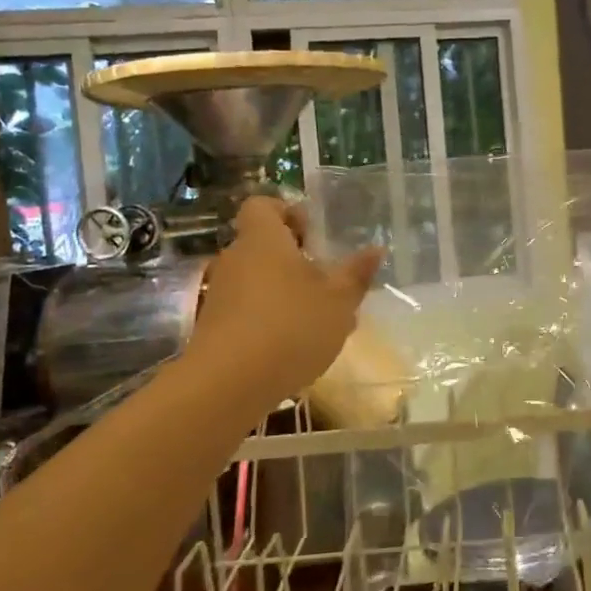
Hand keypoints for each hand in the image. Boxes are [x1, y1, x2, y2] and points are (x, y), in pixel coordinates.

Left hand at [184, 197, 384, 404]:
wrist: (227, 385)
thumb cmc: (290, 327)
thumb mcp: (338, 301)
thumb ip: (356, 274)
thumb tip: (375, 249)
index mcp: (264, 240)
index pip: (262, 206)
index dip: (287, 212)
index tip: (313, 233)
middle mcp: (236, 259)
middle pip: (262, 245)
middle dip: (295, 258)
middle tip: (327, 278)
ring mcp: (220, 294)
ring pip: (258, 280)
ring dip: (285, 291)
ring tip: (320, 318)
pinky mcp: (214, 327)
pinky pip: (247, 309)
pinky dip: (270, 318)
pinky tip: (296, 346)